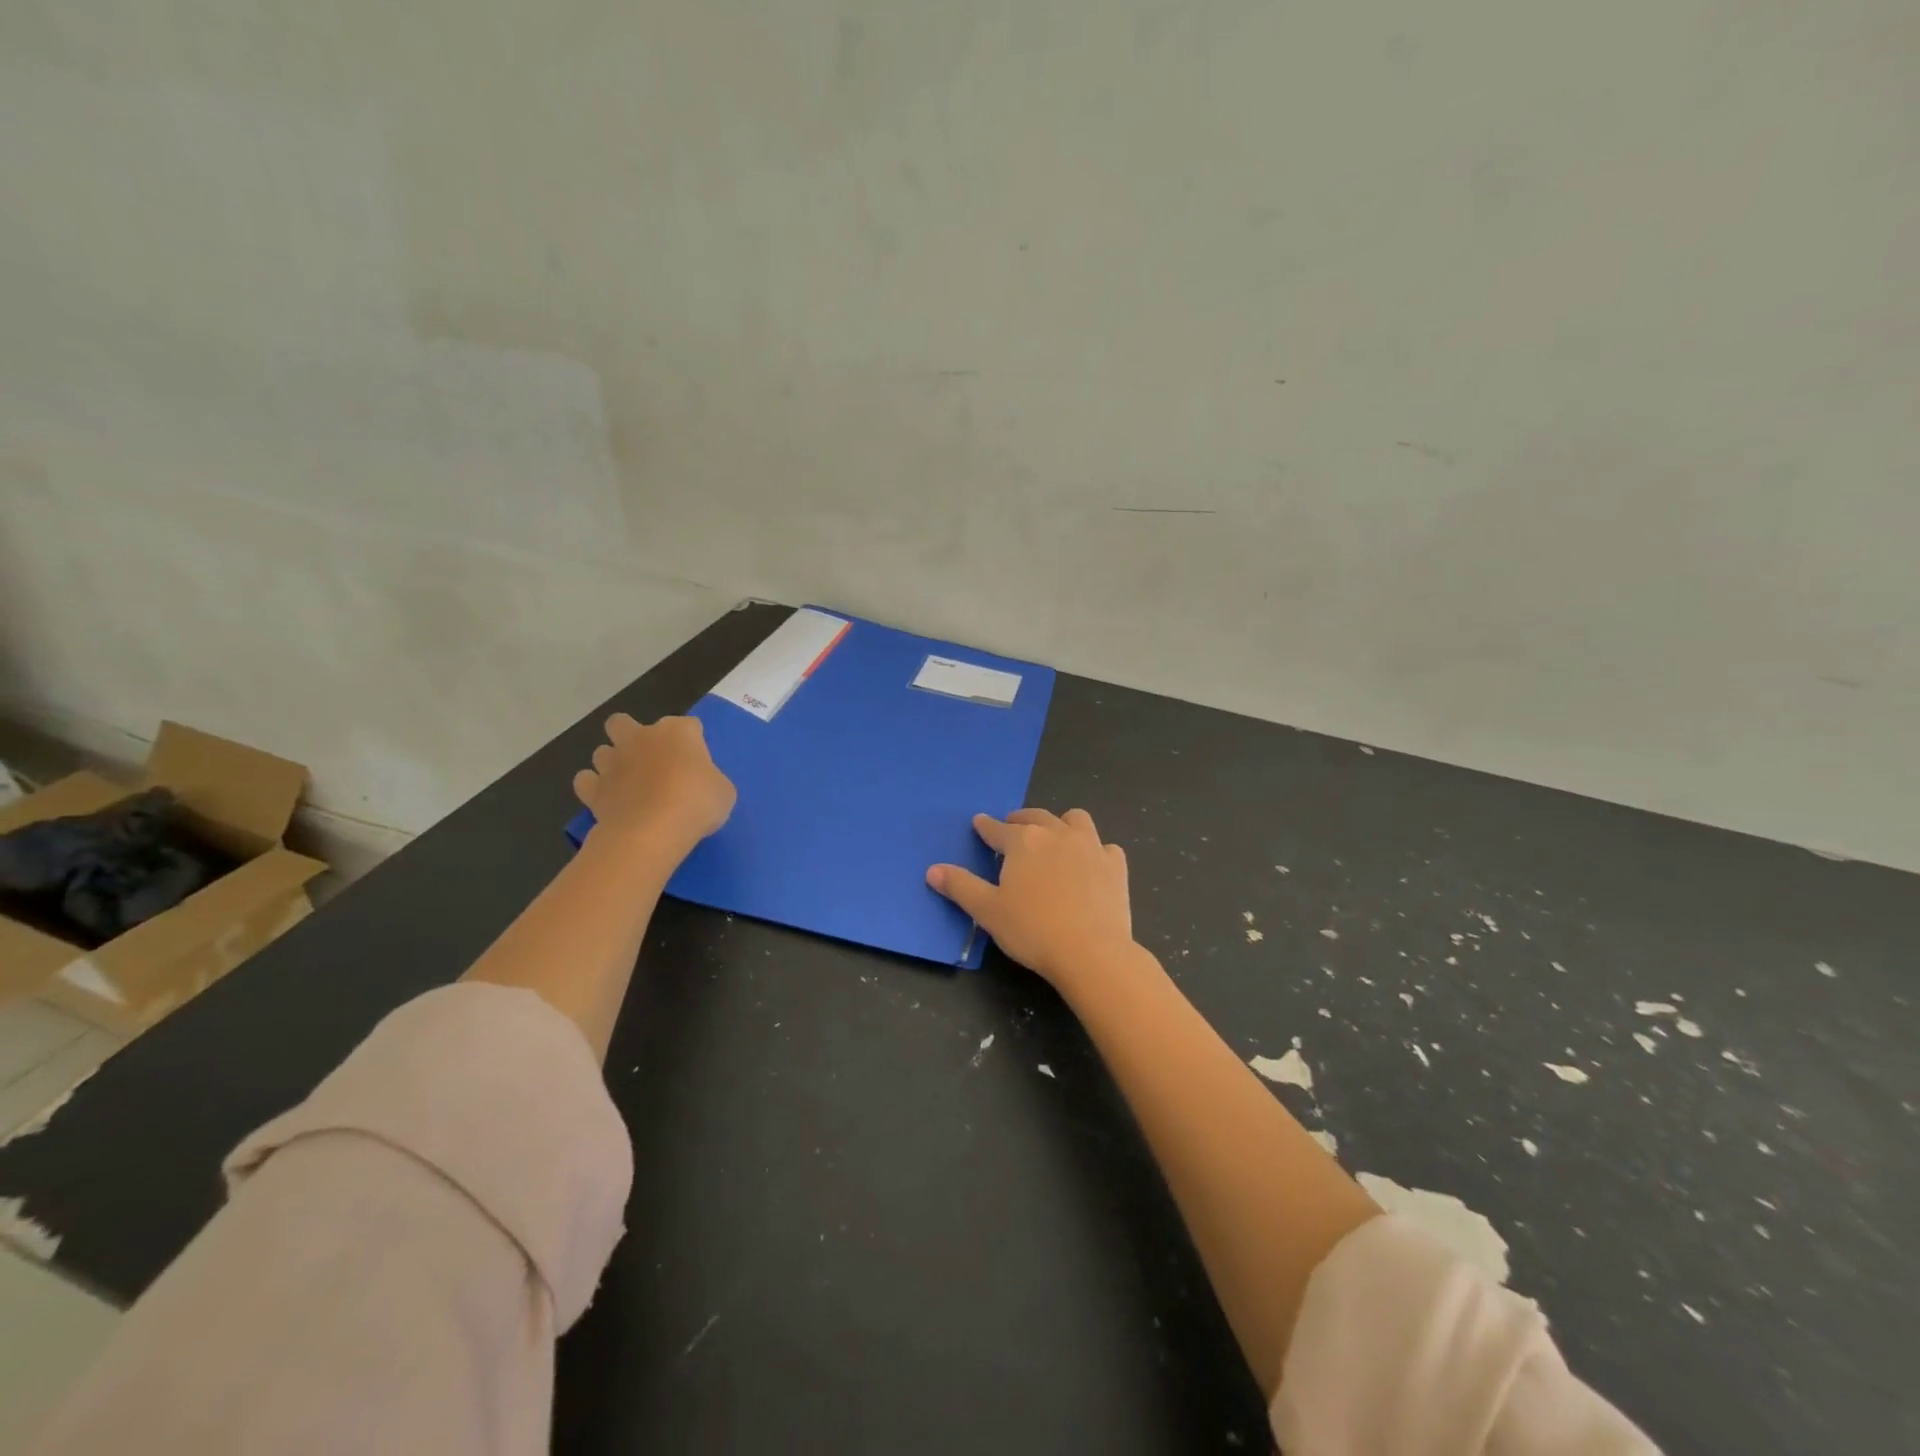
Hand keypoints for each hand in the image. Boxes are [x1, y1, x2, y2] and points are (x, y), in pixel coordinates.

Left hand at [574, 714, 735, 860]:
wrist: (653, 830)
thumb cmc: (697, 803)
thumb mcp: (723, 791)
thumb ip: (708, 779)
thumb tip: (700, 783)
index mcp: (678, 732)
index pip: (688, 725)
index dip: (692, 741)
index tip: (698, 762)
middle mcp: (640, 738)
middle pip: (622, 722)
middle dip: (630, 735)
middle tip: (648, 759)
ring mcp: (612, 762)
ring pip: (601, 751)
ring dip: (612, 763)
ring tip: (627, 783)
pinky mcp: (593, 789)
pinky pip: (586, 781)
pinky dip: (594, 788)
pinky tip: (608, 800)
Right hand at [927, 808, 1133, 989]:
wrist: (1091, 952)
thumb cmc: (1033, 930)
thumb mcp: (987, 911)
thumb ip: (960, 886)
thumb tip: (933, 869)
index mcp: (1023, 841)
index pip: (997, 829)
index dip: (985, 827)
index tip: (979, 823)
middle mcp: (1057, 834)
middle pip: (1035, 817)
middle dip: (1021, 820)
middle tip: (1013, 828)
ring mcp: (1091, 846)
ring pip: (1075, 820)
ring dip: (1062, 824)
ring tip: (1055, 837)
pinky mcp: (1115, 865)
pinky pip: (1105, 847)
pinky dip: (1095, 850)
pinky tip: (1091, 864)